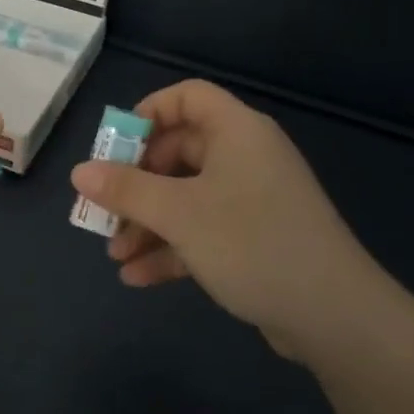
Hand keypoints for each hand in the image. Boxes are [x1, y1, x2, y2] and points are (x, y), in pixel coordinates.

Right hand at [69, 80, 369, 350]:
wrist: (334, 316)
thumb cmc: (251, 243)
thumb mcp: (179, 213)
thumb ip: (126, 189)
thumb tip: (80, 171)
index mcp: (236, 131)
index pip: (187, 97)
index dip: (148, 113)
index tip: (114, 147)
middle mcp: (245, 157)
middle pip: (179, 152)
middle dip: (136, 185)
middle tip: (104, 210)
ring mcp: (252, 200)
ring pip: (186, 197)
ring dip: (148, 223)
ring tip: (114, 255)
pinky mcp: (255, 239)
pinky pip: (203, 230)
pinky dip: (172, 248)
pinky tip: (138, 278)